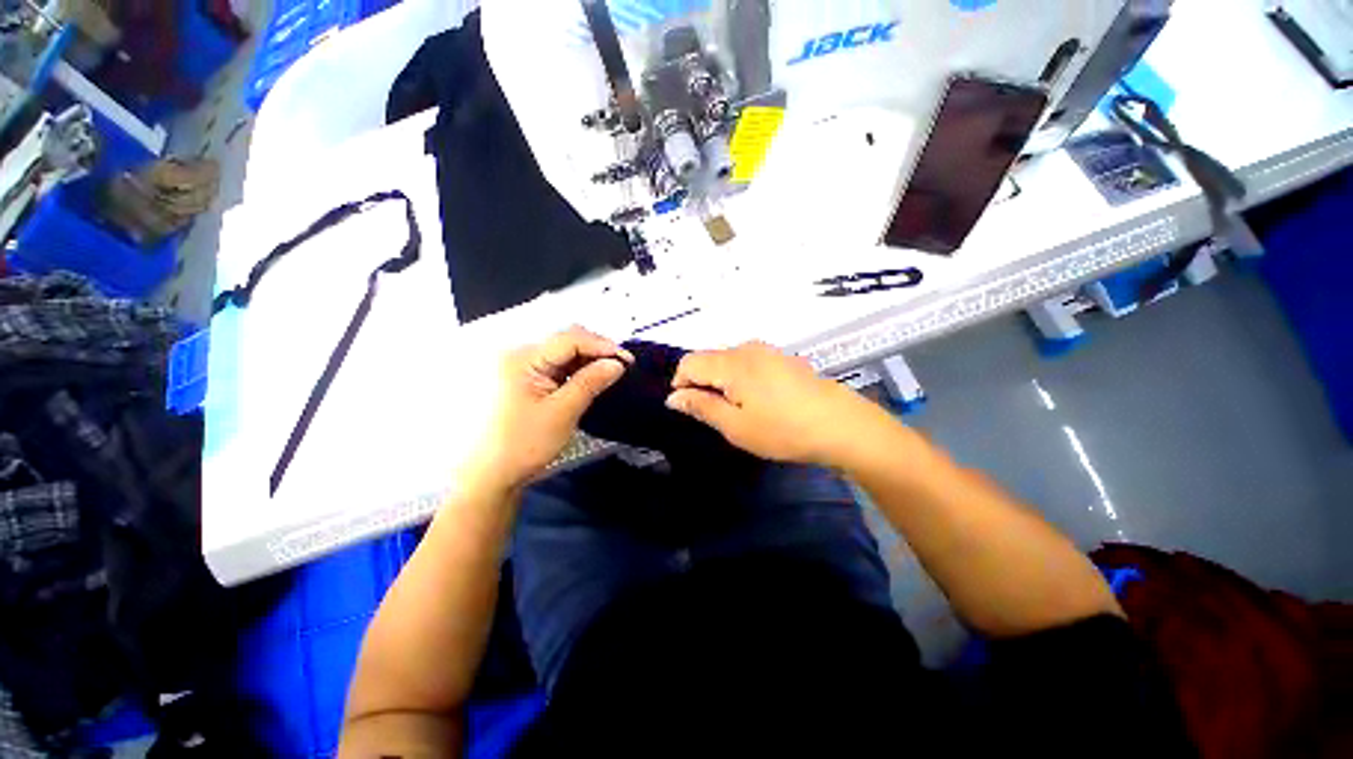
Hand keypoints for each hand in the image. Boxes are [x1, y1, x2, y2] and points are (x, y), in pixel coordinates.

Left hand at [468, 327, 631, 492]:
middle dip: (596, 350)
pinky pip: (554, 365)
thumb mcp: (562, 412)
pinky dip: (574, 370)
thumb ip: (590, 382)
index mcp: (521, 358)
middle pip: (565, 340)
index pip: (569, 339)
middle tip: (621, 366)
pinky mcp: (522, 378)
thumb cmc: (523, 445)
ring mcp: (518, 366)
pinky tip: (589, 379)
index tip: (628, 360)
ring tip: (609, 373)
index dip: (602, 345)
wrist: (489, 476)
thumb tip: (617, 363)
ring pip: (561, 352)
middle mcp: (517, 354)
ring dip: (587, 360)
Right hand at [666, 342, 886, 466]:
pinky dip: (740, 378)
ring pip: (728, 360)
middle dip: (702, 383)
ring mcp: (767, 351)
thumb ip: (701, 407)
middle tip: (715, 414)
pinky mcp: (782, 358)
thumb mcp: (735, 426)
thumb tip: (673, 397)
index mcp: (731, 363)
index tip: (691, 409)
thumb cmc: (782, 430)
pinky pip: (748, 362)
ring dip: (722, 381)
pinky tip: (758, 400)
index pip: (689, 362)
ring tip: (737, 410)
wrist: (841, 425)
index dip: (681, 384)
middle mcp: (747, 348)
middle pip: (708, 358)